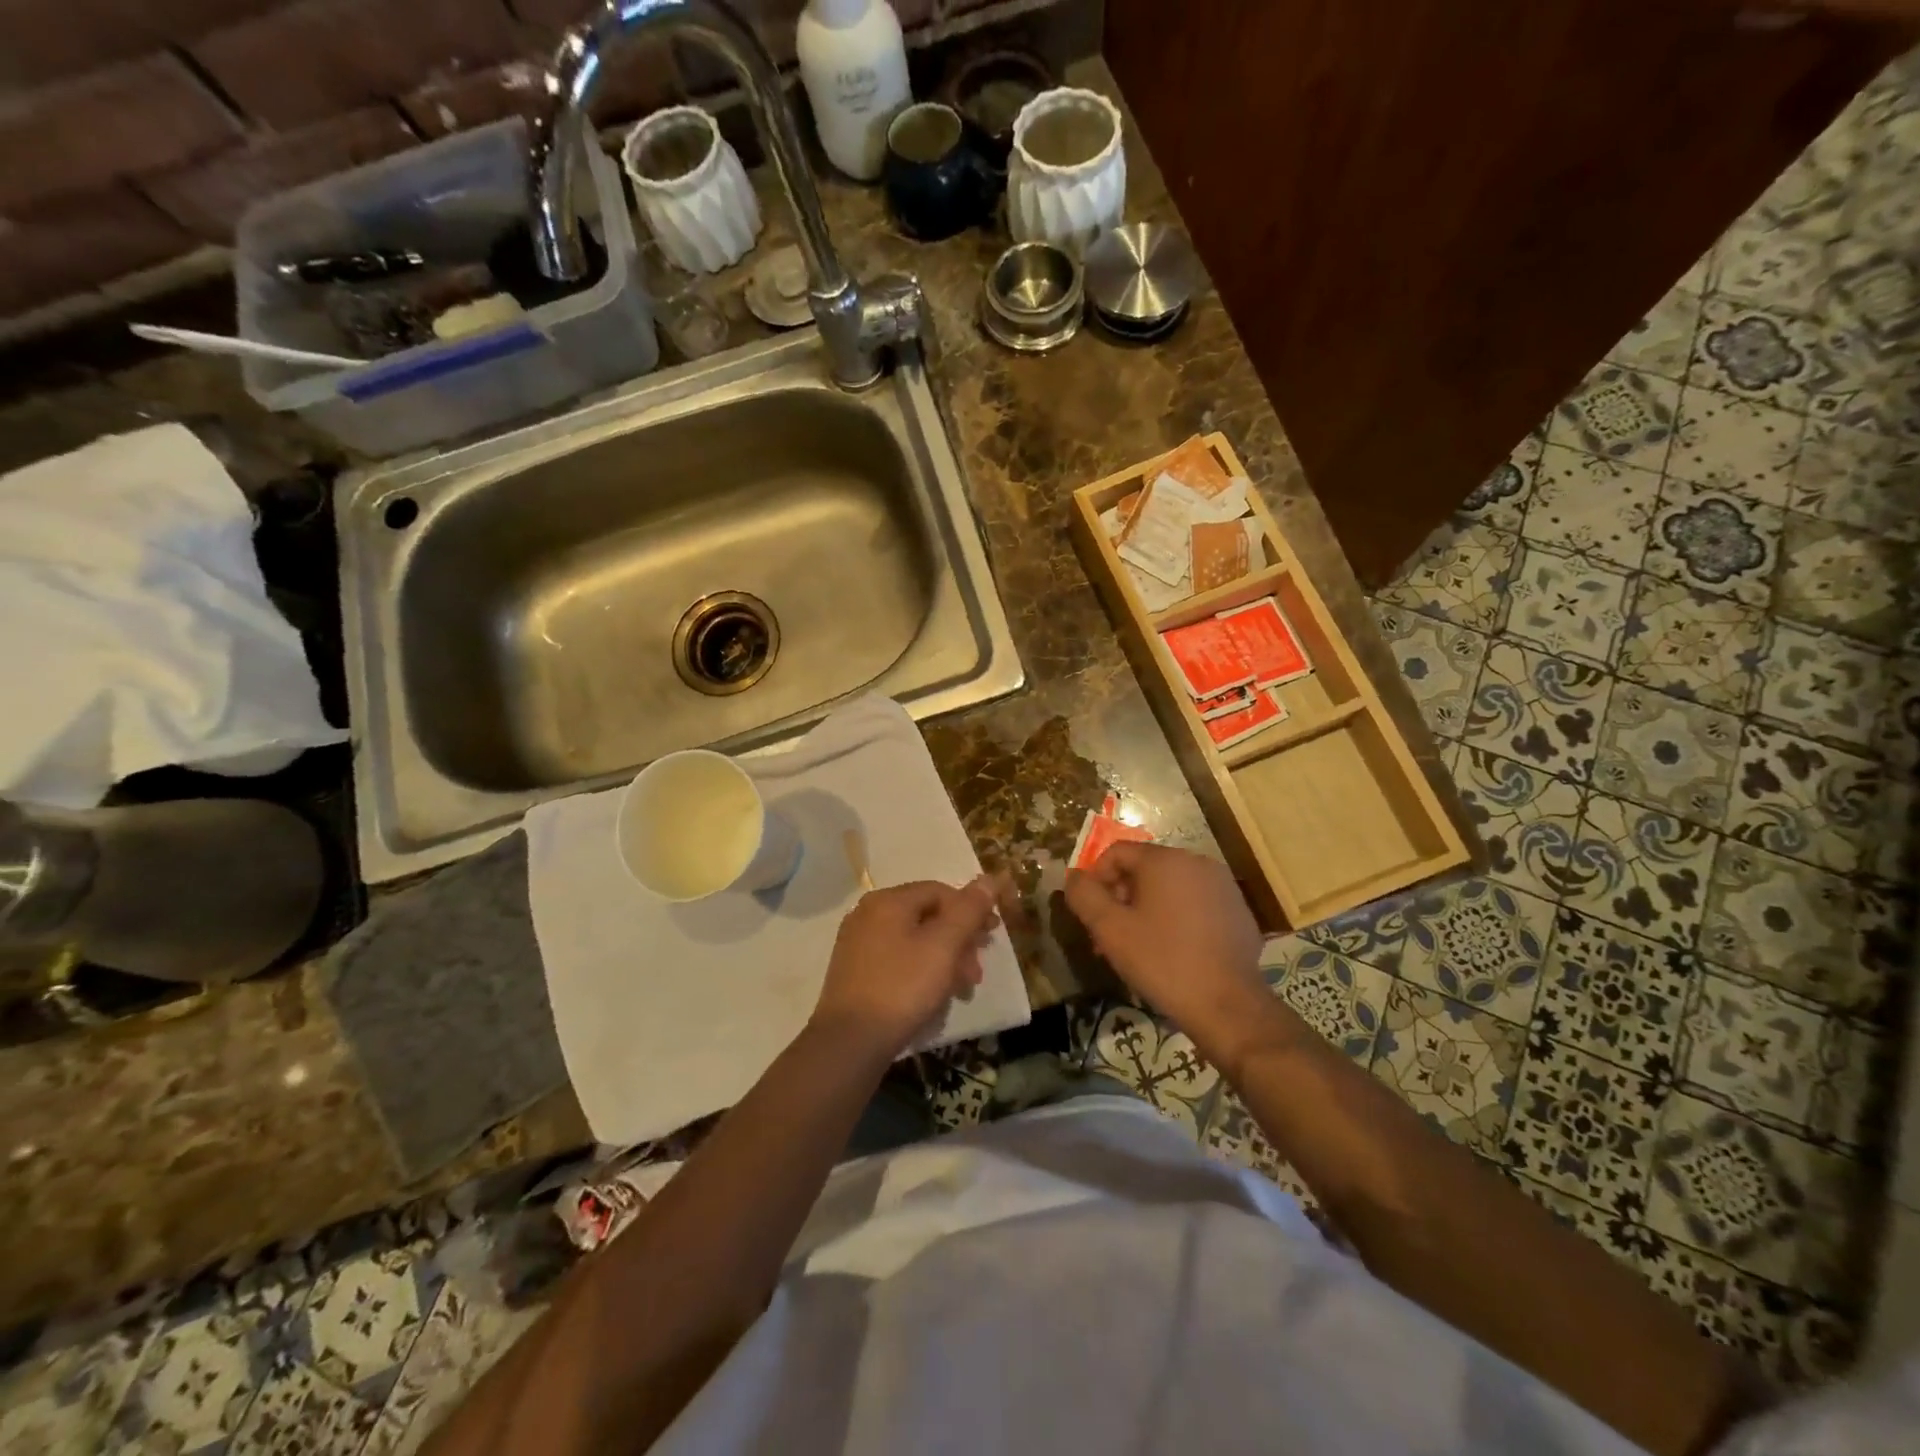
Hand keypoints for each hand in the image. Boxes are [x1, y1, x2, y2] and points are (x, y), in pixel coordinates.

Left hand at [811, 879, 998, 1058]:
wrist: (849, 1043)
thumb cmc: (902, 988)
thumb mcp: (943, 946)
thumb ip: (968, 910)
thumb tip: (989, 878)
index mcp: (888, 900)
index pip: (940, 891)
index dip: (971, 910)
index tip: (991, 937)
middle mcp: (868, 913)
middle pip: (926, 916)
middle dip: (959, 941)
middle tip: (976, 972)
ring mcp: (857, 943)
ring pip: (913, 940)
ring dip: (943, 960)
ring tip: (960, 989)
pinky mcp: (854, 971)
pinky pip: (897, 959)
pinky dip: (920, 971)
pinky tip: (932, 996)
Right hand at [1064, 843, 1266, 1049]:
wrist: (1228, 1006)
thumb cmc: (1163, 962)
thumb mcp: (1110, 929)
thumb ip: (1084, 895)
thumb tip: (1074, 877)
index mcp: (1166, 860)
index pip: (1117, 852)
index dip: (1096, 879)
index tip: (1091, 914)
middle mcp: (1197, 862)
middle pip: (1144, 869)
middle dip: (1121, 897)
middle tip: (1110, 935)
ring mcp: (1222, 886)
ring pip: (1170, 887)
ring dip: (1146, 909)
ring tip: (1138, 947)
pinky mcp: (1238, 910)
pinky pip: (1195, 903)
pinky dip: (1176, 918)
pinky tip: (1172, 952)